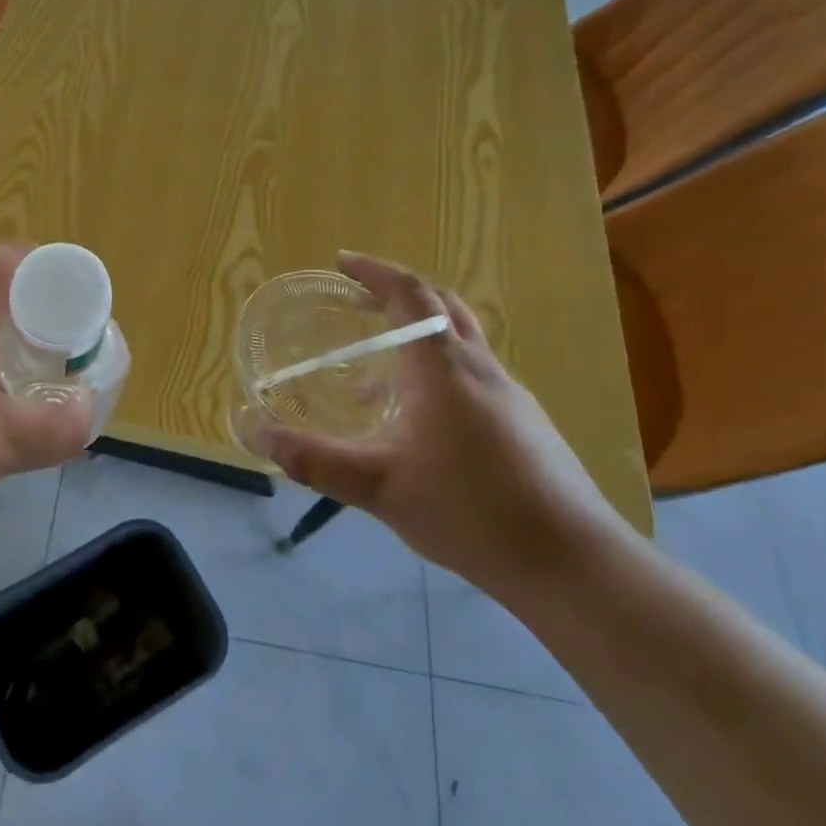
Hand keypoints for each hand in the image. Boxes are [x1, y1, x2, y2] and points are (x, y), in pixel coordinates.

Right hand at [253, 252, 626, 595]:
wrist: (570, 562)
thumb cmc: (469, 512)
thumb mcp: (377, 487)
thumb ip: (313, 459)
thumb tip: (254, 432)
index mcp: (445, 370)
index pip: (411, 295)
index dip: (376, 272)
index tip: (342, 263)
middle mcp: (481, 369)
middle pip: (442, 306)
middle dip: (398, 291)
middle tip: (358, 299)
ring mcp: (510, 396)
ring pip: (460, 341)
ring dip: (417, 335)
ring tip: (372, 370)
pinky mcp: (524, 423)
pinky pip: (471, 374)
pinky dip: (435, 370)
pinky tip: (415, 420)